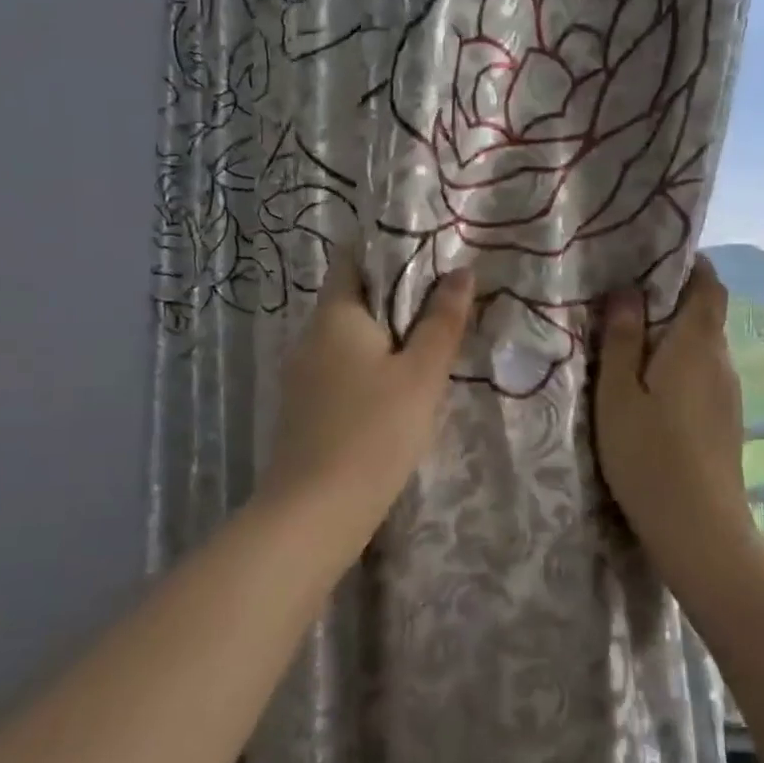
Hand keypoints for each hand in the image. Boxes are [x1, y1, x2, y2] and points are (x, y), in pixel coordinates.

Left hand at [259, 248, 474, 537]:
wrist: (315, 512)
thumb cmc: (374, 431)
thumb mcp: (421, 375)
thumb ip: (441, 321)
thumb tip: (461, 272)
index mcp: (335, 316)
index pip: (352, 260)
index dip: (387, 250)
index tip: (429, 255)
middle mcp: (311, 337)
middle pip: (353, 299)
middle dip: (396, 297)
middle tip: (444, 299)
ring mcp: (303, 375)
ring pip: (349, 339)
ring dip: (385, 336)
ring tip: (430, 342)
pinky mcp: (305, 409)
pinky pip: (341, 370)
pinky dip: (370, 367)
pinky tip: (398, 388)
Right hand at [594, 256, 755, 573]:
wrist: (699, 528)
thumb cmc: (648, 454)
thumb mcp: (618, 393)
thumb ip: (622, 339)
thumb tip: (628, 290)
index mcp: (696, 345)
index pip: (709, 285)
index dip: (690, 265)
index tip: (655, 260)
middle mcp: (721, 361)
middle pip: (706, 315)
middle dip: (673, 302)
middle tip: (627, 303)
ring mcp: (729, 394)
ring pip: (703, 348)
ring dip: (674, 338)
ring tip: (632, 345)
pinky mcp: (726, 421)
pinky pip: (704, 376)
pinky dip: (680, 367)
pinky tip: (653, 390)